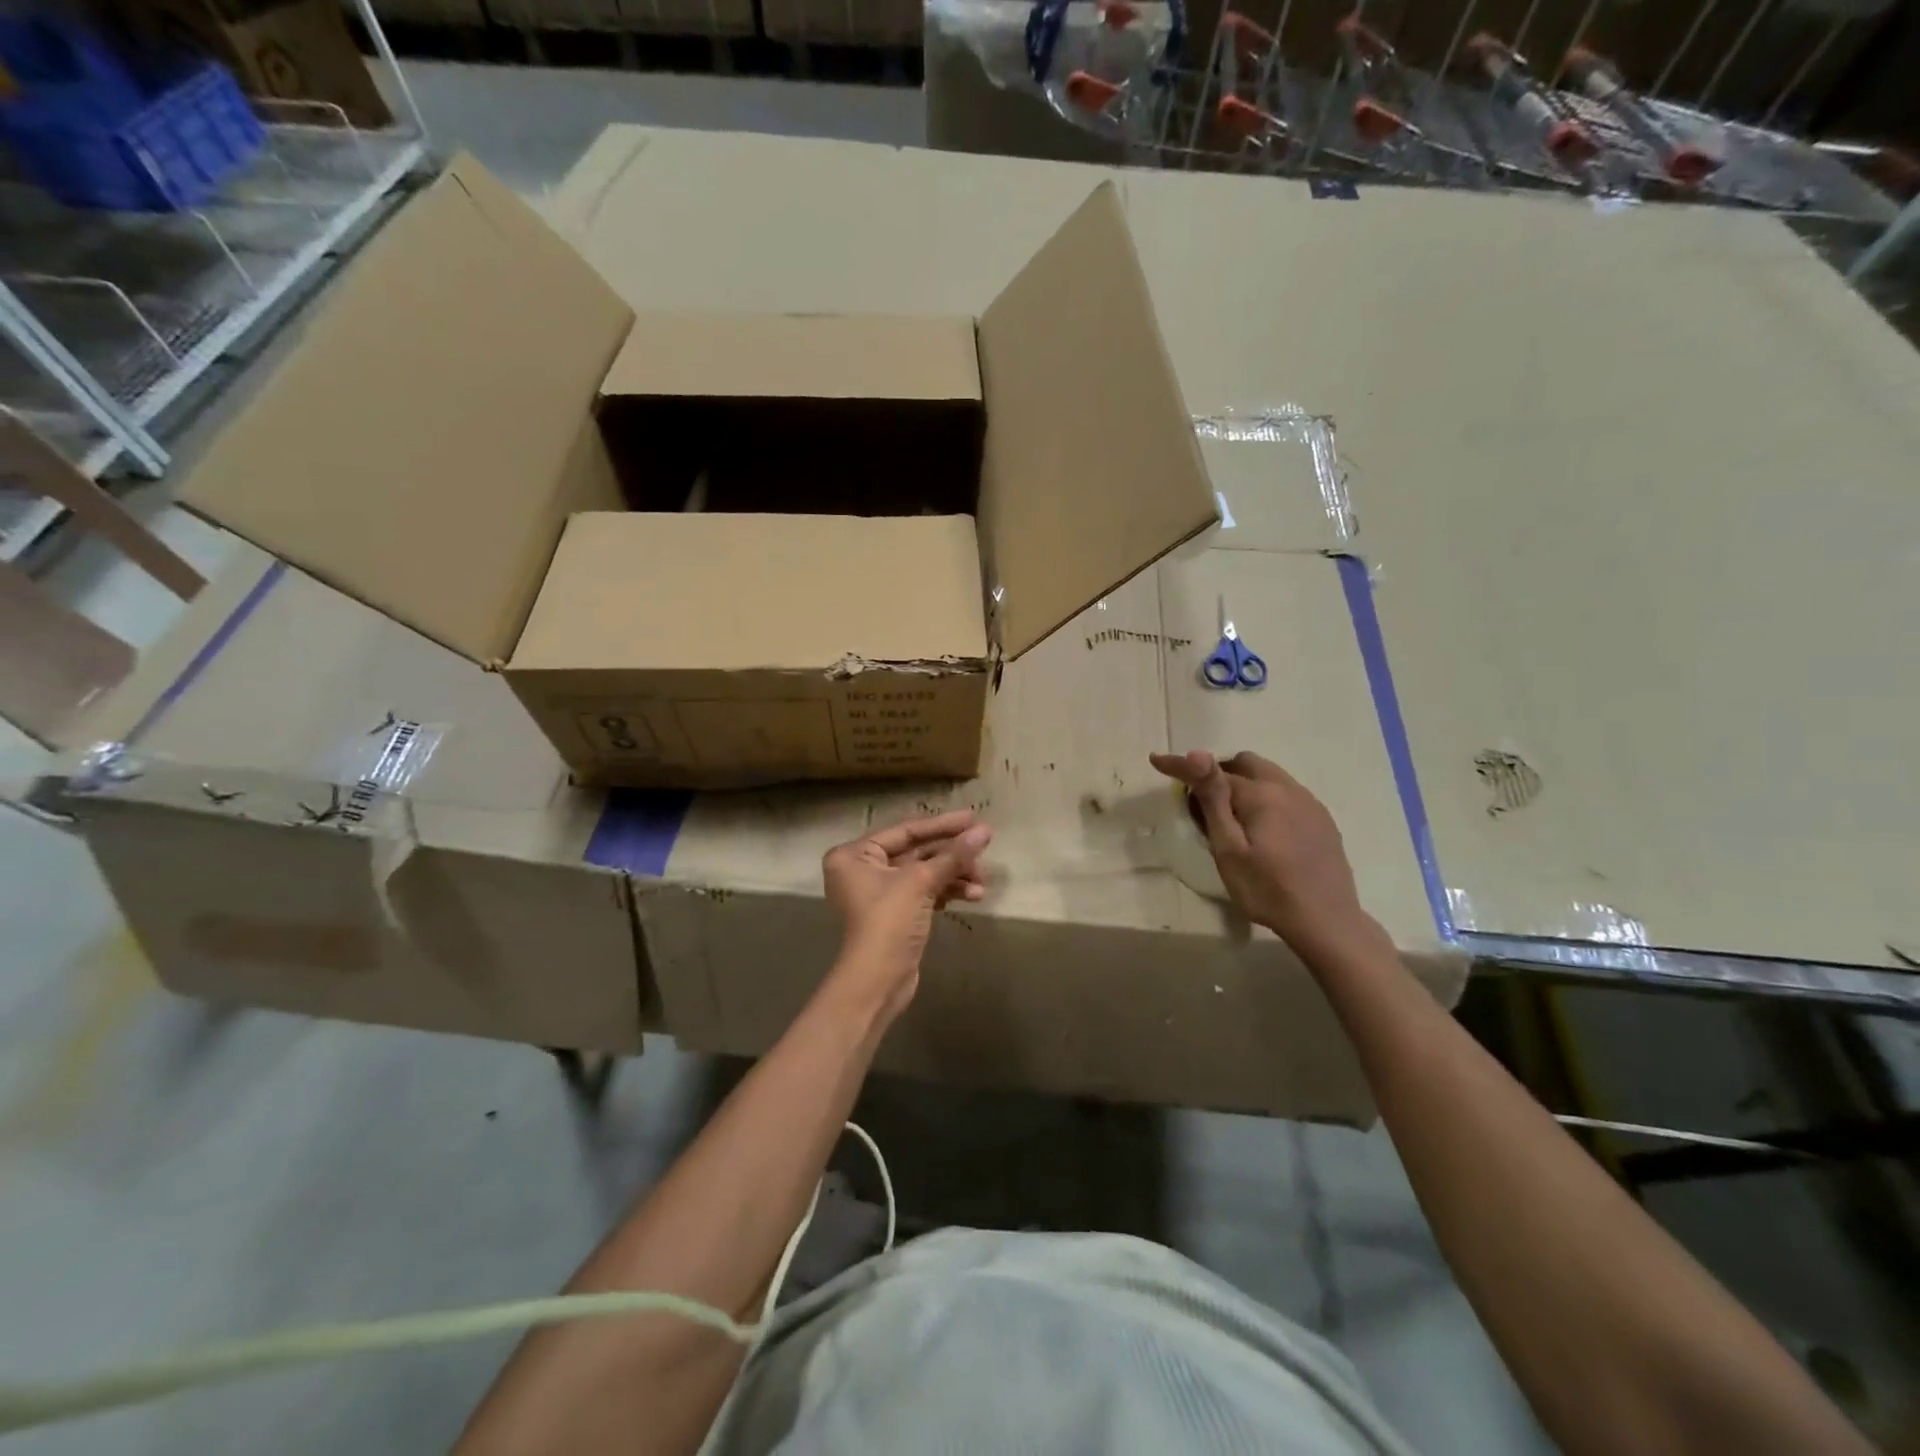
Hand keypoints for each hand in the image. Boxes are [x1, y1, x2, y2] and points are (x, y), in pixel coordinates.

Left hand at [820, 810, 991, 1025]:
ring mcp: (879, 893)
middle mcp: (862, 869)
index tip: (974, 818)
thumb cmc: (889, 922)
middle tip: (984, 849)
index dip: (942, 825)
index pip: (905, 831)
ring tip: (982, 882)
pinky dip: (947, 892)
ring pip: (924, 873)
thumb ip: (953, 855)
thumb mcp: (921, 883)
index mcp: (855, 854)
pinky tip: (972, 896)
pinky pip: (924, 892)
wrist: (877, 982)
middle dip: (952, 854)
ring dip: (954, 875)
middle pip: (916, 852)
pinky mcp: (895, 914)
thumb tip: (985, 831)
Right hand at [1149, 749, 1378, 959]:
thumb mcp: (1229, 848)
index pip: (1213, 770)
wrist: (1326, 922)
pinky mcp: (1322, 820)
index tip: (1156, 760)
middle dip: (1219, 772)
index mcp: (1260, 794)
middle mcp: (1287, 788)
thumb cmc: (1266, 890)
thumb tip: (1197, 754)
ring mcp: (1309, 803)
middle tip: (1202, 803)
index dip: (1182, 766)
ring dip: (1244, 784)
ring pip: (1268, 776)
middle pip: (1245, 764)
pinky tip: (1264, 830)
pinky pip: (1287, 793)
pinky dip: (1266, 798)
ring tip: (1232, 818)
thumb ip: (1213, 799)